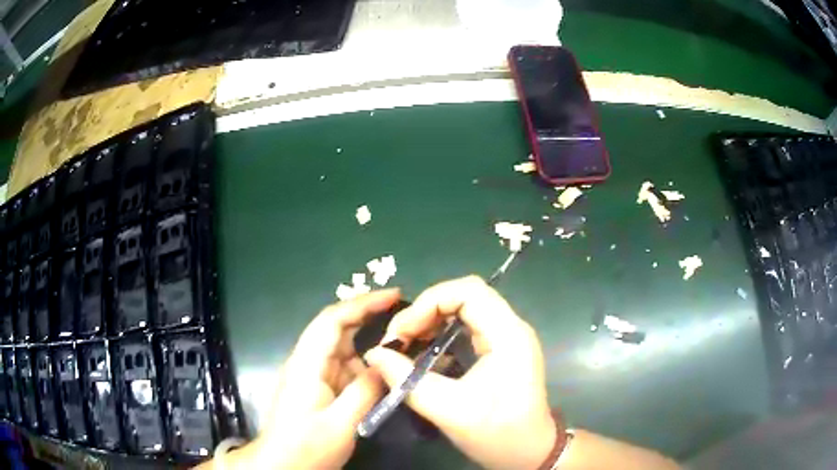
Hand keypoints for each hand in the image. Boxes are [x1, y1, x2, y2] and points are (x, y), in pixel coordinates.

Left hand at [226, 289, 398, 468]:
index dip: (363, 303)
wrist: (280, 464)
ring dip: (369, 344)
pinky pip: (342, 368)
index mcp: (307, 364)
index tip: (394, 295)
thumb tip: (387, 363)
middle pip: (337, 329)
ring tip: (402, 343)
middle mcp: (307, 362)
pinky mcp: (316, 387)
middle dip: (369, 317)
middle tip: (405, 315)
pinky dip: (364, 366)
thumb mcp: (341, 423)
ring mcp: (310, 374)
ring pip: (342, 350)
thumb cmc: (306, 446)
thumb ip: (365, 391)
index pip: (333, 320)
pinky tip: (383, 372)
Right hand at [364, 276, 556, 469]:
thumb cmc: (497, 433)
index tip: (402, 331)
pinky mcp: (500, 350)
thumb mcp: (449, 410)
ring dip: (432, 321)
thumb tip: (373, 354)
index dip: (429, 302)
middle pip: (465, 296)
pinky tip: (425, 354)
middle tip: (399, 339)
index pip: (468, 291)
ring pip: (465, 309)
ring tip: (406, 344)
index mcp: (508, 335)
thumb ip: (407, 380)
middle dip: (426, 311)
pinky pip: (467, 327)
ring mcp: (507, 338)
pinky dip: (442, 334)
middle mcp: (511, 328)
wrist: (528, 453)